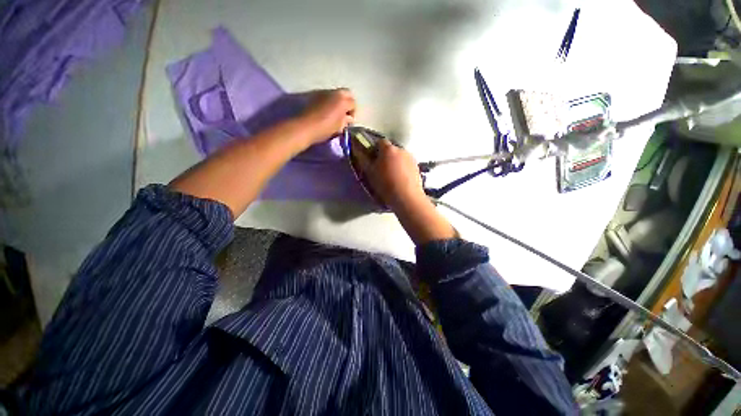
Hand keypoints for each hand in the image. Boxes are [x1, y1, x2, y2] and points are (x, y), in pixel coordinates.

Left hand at [298, 89, 355, 144]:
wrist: (305, 127)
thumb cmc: (325, 128)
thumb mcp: (339, 127)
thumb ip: (346, 121)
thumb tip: (348, 118)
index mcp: (343, 101)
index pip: (354, 103)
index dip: (353, 113)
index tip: (349, 122)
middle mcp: (334, 92)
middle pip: (347, 94)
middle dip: (348, 103)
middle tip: (345, 114)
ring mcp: (324, 92)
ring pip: (336, 94)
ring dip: (338, 102)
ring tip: (335, 114)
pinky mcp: (315, 95)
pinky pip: (327, 96)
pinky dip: (330, 102)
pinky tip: (327, 112)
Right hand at [353, 139, 426, 210]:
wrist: (407, 198)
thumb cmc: (386, 185)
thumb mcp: (370, 173)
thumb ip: (364, 159)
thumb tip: (358, 150)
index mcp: (388, 149)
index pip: (379, 142)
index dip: (374, 149)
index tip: (372, 159)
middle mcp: (401, 149)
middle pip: (390, 149)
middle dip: (385, 156)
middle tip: (380, 169)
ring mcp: (411, 158)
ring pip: (399, 157)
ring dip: (395, 162)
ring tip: (391, 176)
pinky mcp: (417, 167)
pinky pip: (407, 164)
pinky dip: (402, 169)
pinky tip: (400, 180)